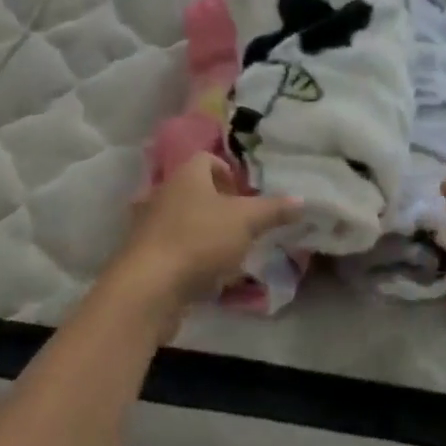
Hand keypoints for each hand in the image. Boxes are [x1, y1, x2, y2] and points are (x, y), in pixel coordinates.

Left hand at [109, 155, 298, 325]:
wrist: (149, 286)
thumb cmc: (199, 240)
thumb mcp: (245, 222)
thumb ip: (273, 210)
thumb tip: (302, 200)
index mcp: (187, 175)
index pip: (207, 159)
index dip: (229, 173)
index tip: (246, 196)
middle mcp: (164, 192)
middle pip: (196, 190)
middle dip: (220, 206)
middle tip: (244, 226)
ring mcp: (150, 224)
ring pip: (184, 220)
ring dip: (206, 233)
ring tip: (229, 254)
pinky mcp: (144, 255)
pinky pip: (173, 247)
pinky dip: (190, 256)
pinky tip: (206, 276)